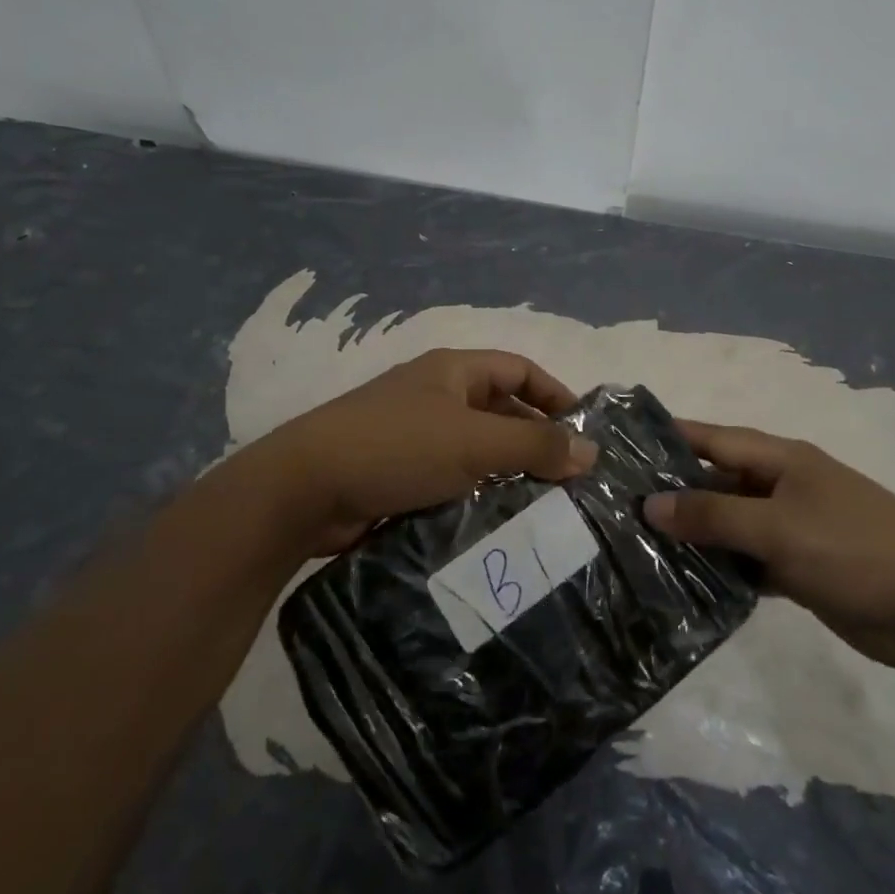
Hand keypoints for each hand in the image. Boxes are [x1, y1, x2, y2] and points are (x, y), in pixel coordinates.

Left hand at [232, 349, 598, 558]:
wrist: (303, 490)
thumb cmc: (396, 447)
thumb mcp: (474, 442)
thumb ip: (534, 446)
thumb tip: (591, 452)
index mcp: (453, 371)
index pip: (519, 369)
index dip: (555, 394)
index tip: (584, 432)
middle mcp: (436, 396)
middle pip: (500, 410)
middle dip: (535, 440)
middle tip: (570, 480)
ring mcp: (415, 436)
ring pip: (477, 449)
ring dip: (508, 473)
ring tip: (545, 507)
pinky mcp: (399, 474)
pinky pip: (452, 478)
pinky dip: (477, 495)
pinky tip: (498, 524)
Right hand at [646, 422, 894, 671]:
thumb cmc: (854, 550)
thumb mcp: (778, 528)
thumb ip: (713, 516)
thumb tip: (651, 505)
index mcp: (782, 460)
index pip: (714, 438)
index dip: (671, 438)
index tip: (624, 443)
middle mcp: (784, 486)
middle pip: (719, 481)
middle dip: (675, 492)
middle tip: (619, 507)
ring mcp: (794, 527)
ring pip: (732, 524)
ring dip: (697, 535)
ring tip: (640, 546)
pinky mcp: (802, 567)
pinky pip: (750, 560)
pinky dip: (724, 569)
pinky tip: (687, 584)